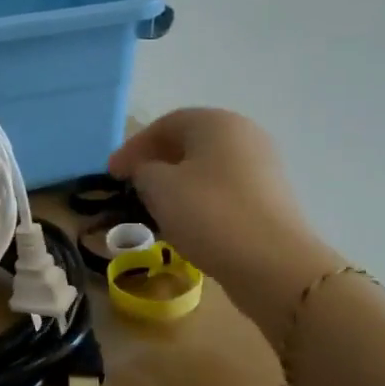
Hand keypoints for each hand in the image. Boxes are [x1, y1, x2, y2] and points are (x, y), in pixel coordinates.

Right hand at [108, 109, 338, 335]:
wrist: (273, 263)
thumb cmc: (208, 213)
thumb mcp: (158, 187)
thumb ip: (143, 170)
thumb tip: (148, 171)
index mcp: (215, 122)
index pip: (165, 125)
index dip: (133, 147)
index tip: (111, 174)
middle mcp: (243, 135)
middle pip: (189, 143)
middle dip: (156, 162)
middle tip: (131, 185)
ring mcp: (262, 166)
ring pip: (206, 168)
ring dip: (177, 183)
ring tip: (154, 207)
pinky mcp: (270, 198)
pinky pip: (223, 190)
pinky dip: (199, 200)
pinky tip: (185, 222)